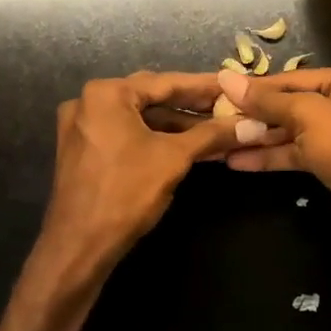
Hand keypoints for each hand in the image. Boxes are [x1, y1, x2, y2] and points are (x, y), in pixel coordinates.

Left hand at [42, 72, 253, 277]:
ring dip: (177, 125)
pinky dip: (156, 138)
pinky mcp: (84, 150)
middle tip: (227, 104)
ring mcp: (83, 127)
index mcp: (107, 93)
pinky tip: (188, 146)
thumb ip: (212, 134)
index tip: (233, 85)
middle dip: (192, 105)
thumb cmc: (126, 193)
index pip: (166, 82)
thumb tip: (251, 124)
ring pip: (140, 118)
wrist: (78, 247)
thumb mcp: (174, 158)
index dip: (204, 86)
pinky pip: (127, 134)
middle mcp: (89, 101)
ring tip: (216, 130)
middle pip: (152, 97)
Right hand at [217, 63, 330, 256]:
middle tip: (217, 118)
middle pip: (293, 103)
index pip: (294, 78)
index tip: (221, 89)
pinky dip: (271, 156)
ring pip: (293, 130)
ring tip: (219, 141)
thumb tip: (226, 78)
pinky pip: (297, 153)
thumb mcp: (306, 114)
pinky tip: (237, 161)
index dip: (257, 87)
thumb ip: (266, 99)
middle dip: (256, 114)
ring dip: (259, 137)